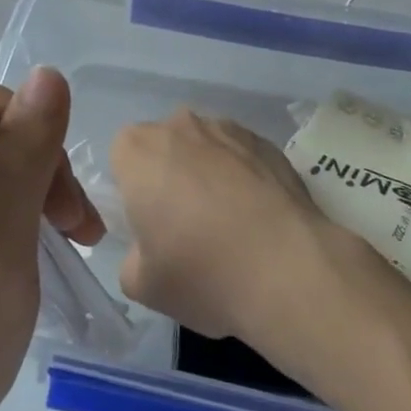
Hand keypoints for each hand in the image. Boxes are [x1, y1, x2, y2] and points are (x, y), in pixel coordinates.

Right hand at [109, 109, 339, 340]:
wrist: (288, 270)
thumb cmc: (202, 273)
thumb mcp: (141, 284)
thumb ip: (133, 257)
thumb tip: (151, 250)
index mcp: (138, 150)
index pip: (122, 158)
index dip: (133, 190)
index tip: (150, 226)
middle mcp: (180, 126)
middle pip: (165, 147)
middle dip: (170, 176)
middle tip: (186, 227)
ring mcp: (229, 129)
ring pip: (206, 148)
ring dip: (209, 174)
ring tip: (231, 225)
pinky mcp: (269, 144)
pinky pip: (243, 157)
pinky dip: (245, 179)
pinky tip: (259, 220)